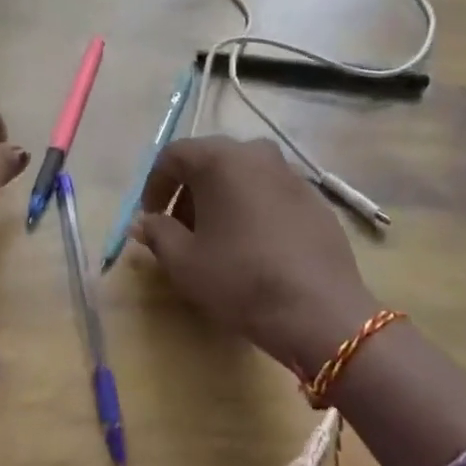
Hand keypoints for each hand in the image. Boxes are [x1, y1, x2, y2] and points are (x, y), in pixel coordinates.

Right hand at [132, 136, 377, 374]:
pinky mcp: (315, 199)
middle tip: (180, 230)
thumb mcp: (184, 262)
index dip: (155, 185)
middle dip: (189, 192)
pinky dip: (253, 209)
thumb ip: (157, 233)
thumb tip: (146, 222)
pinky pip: (271, 193)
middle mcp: (257, 153)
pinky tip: (254, 246)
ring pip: (243, 176)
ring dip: (222, 200)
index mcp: (221, 159)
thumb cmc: (241, 279)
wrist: (320, 311)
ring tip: (216, 239)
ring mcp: (292, 174)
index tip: (151, 217)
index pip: (174, 155)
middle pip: (210, 162)